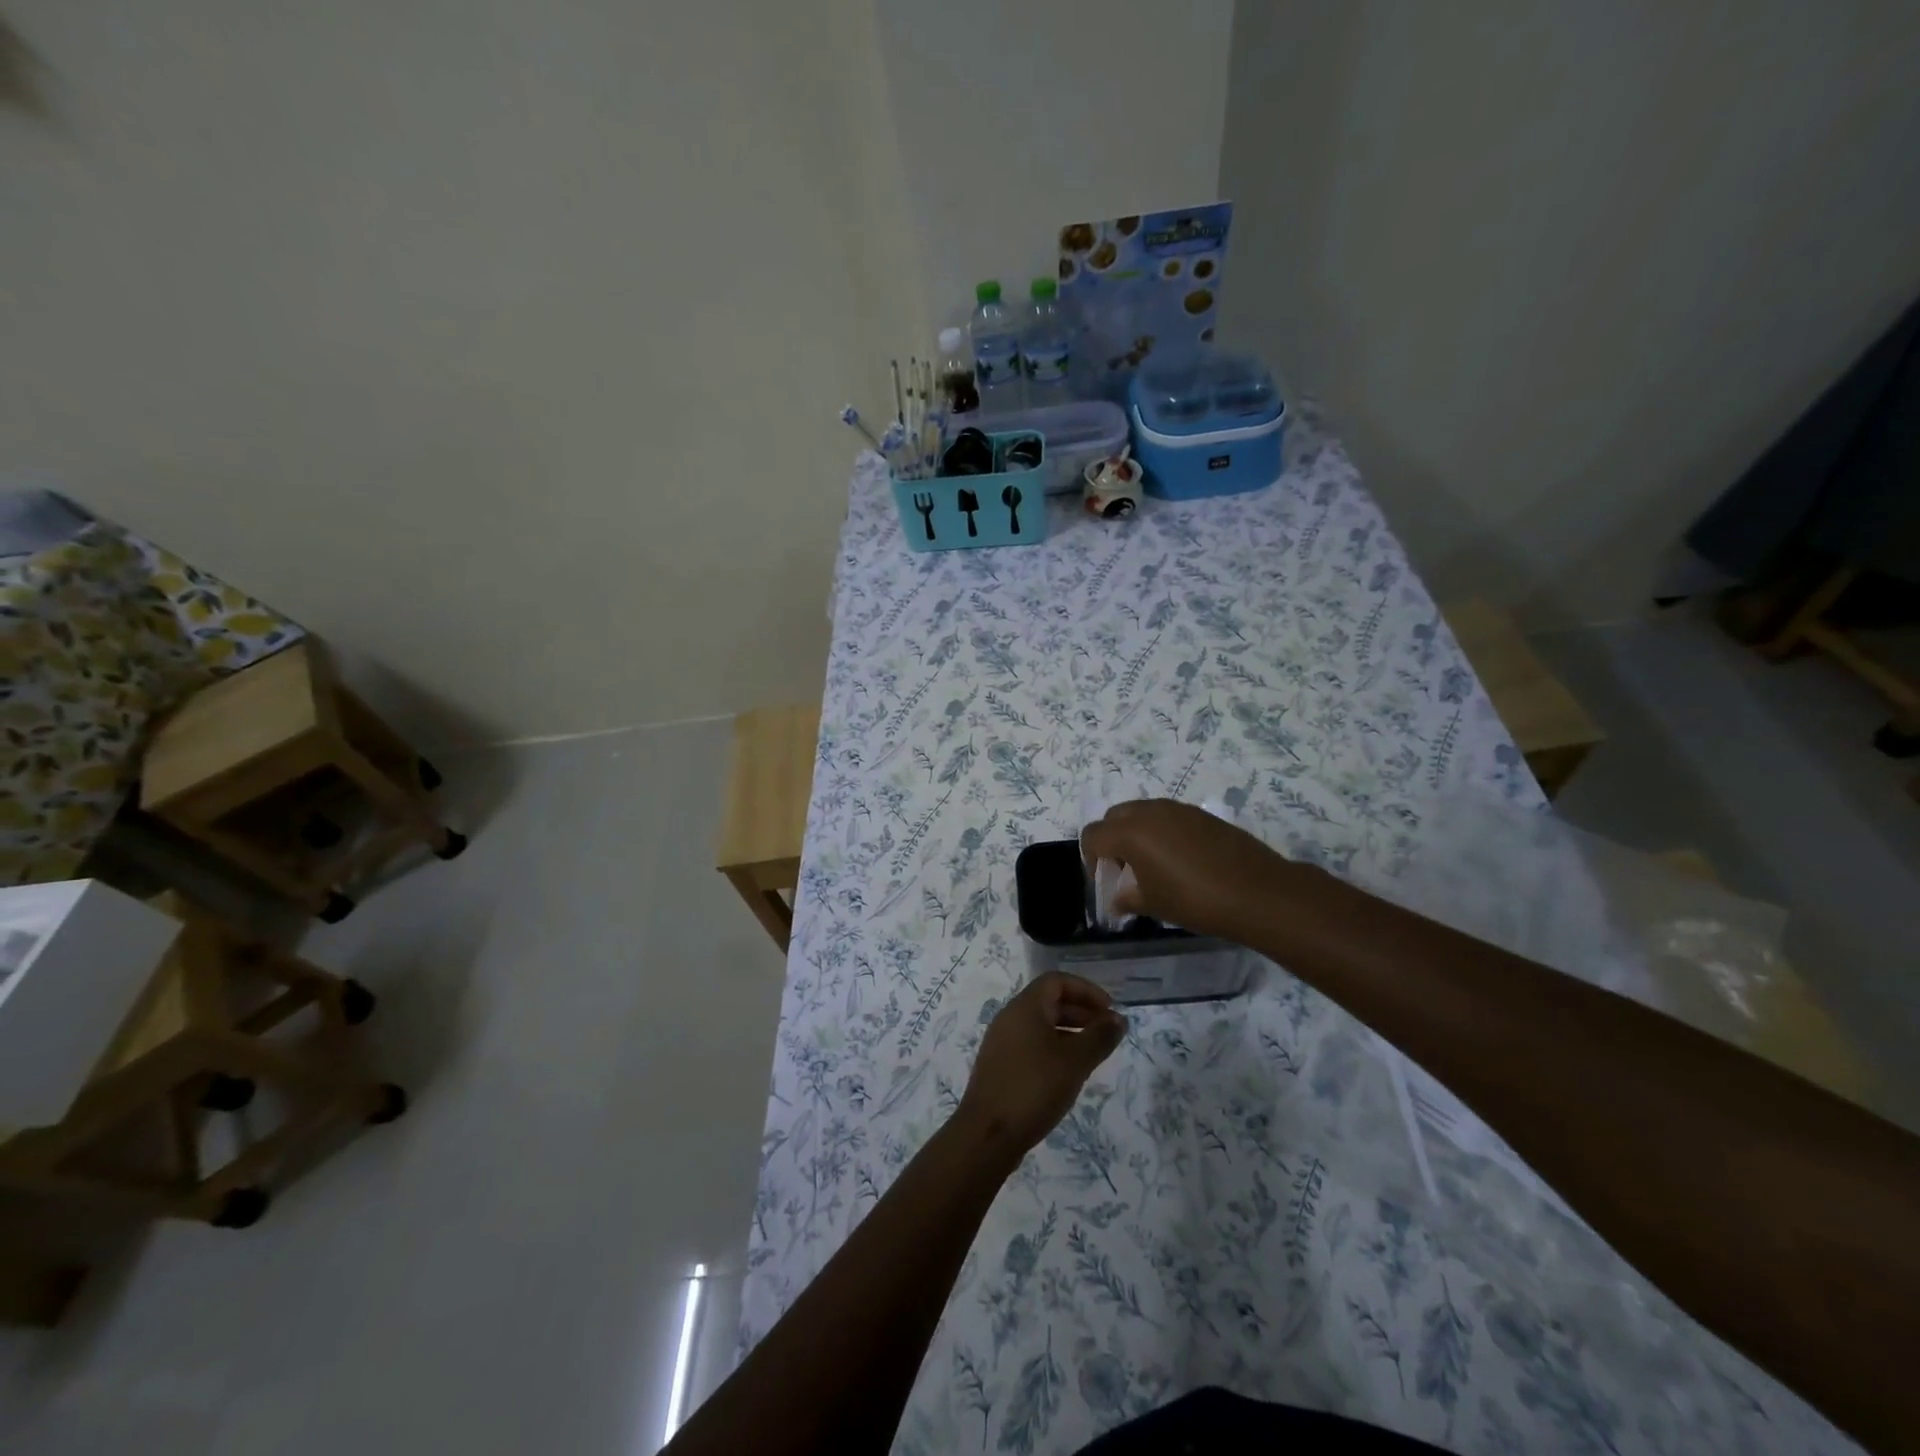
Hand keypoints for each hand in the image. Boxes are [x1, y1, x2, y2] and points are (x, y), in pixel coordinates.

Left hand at [957, 973, 1126, 1155]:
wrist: (987, 1134)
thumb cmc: (1034, 1088)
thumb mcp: (1075, 1061)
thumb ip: (1099, 1037)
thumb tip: (1119, 1018)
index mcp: (1025, 1007)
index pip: (1056, 981)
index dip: (1086, 990)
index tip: (1110, 1010)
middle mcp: (1010, 1017)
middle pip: (1049, 1001)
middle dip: (1081, 1011)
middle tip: (1107, 1032)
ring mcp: (1002, 1042)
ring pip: (1041, 1025)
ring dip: (1069, 1032)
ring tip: (1094, 1053)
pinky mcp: (1000, 1066)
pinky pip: (1032, 1044)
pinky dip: (1054, 1048)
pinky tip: (1069, 1073)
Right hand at [1080, 798, 1294, 941]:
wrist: (1257, 893)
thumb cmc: (1195, 900)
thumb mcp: (1153, 904)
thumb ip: (1127, 898)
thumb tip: (1117, 899)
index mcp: (1130, 832)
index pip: (1092, 835)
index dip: (1091, 858)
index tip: (1106, 879)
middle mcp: (1150, 811)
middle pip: (1115, 817)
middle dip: (1112, 840)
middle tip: (1125, 869)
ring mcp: (1179, 809)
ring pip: (1143, 813)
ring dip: (1138, 833)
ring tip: (1154, 865)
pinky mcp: (1202, 814)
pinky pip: (1169, 817)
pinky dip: (1163, 832)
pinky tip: (1181, 860)